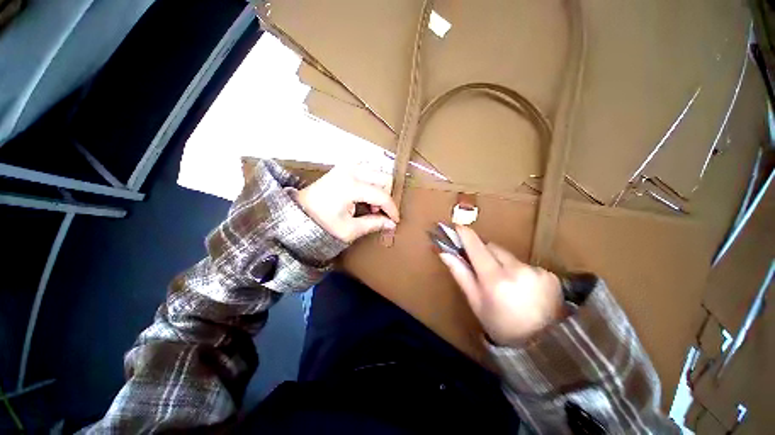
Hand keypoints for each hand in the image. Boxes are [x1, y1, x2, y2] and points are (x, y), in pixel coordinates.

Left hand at [297, 163, 399, 242]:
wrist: (300, 212)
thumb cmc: (322, 223)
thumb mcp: (349, 229)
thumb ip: (373, 224)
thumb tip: (391, 224)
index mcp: (351, 186)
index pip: (382, 195)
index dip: (391, 209)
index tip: (395, 221)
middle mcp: (351, 170)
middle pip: (384, 177)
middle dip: (386, 196)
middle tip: (379, 213)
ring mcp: (346, 166)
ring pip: (376, 172)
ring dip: (379, 188)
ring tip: (370, 206)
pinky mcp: (343, 166)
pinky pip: (366, 170)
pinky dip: (370, 183)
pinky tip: (363, 199)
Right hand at [439, 226, 565, 346]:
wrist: (541, 340)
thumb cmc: (502, 327)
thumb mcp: (478, 307)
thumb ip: (463, 278)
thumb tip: (446, 254)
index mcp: (495, 279)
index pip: (477, 248)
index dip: (466, 236)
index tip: (458, 227)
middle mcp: (516, 269)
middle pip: (496, 249)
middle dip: (487, 255)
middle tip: (485, 271)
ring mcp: (535, 270)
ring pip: (514, 259)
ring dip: (508, 267)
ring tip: (511, 291)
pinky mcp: (549, 273)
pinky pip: (531, 268)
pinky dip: (526, 276)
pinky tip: (528, 293)